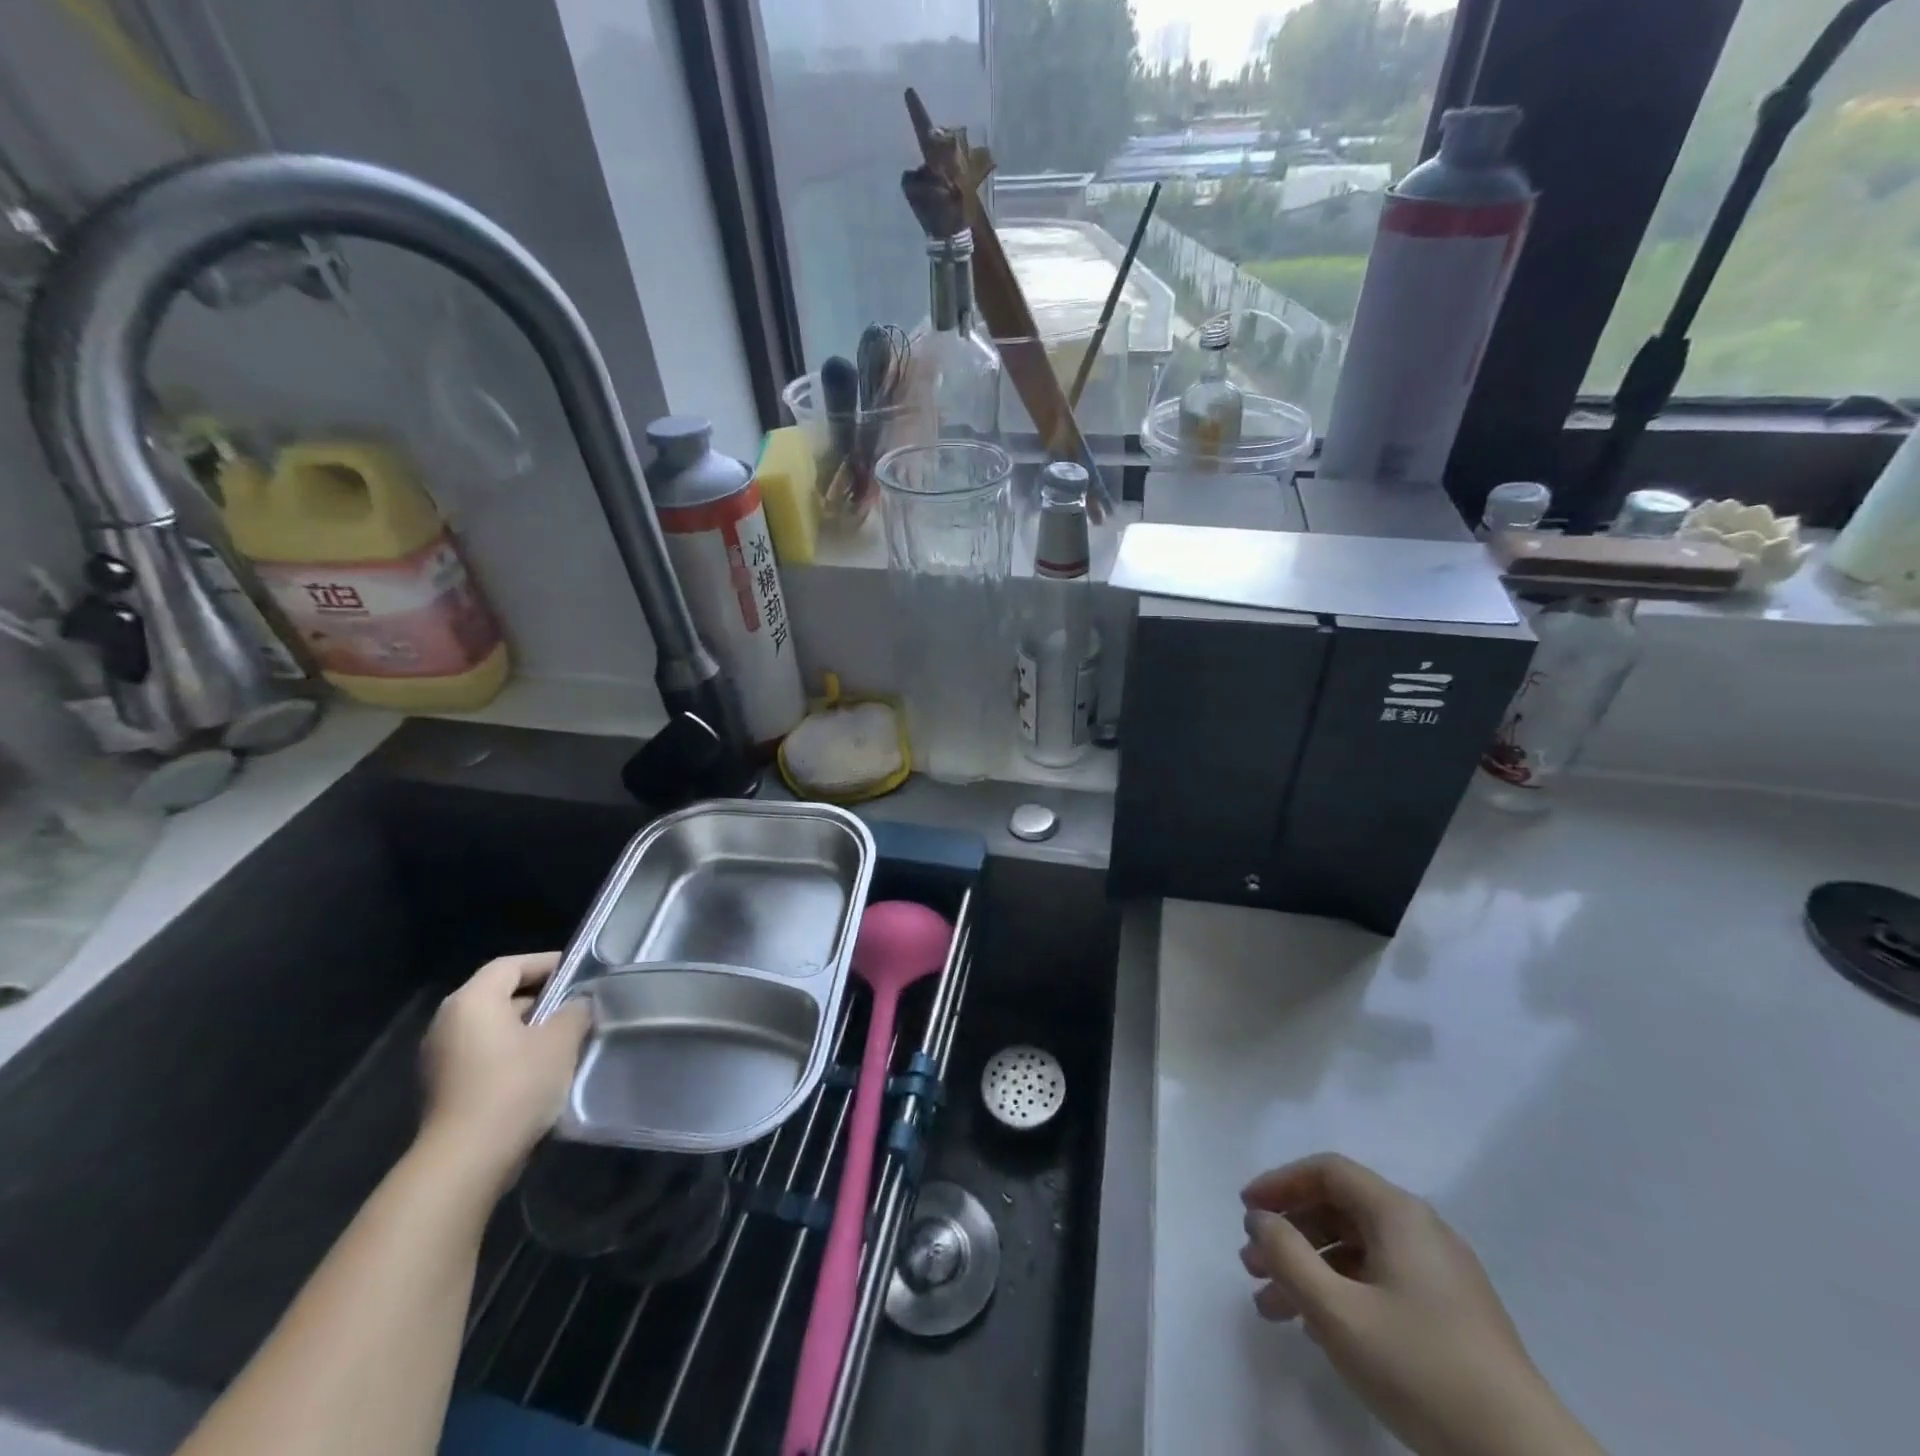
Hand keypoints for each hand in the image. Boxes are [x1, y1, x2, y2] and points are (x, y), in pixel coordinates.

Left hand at [419, 953, 589, 1192]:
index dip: (546, 963)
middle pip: (499, 995)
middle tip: (577, 1006)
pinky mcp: (443, 1088)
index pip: (511, 965)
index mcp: (472, 1001)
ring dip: (527, 1028)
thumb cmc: (515, 1086)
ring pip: (492, 1027)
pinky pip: (482, 1054)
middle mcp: (448, 1022)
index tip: (579, 972)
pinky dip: (510, 1053)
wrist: (466, 1161)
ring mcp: (440, 1058)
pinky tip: (540, 1070)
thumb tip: (579, 1003)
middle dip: (540, 998)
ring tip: (565, 1038)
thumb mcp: (560, 1041)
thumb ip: (575, 1011)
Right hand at [1241, 1154, 1601, 1455]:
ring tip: (1271, 1307)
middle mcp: (1421, 1231)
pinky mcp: (1451, 1316)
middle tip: (1252, 1266)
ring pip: (1357, 1251)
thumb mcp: (1337, 1311)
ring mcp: (1441, 1275)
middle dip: (1290, 1234)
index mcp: (1399, 1214)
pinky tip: (1318, 1328)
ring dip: (1310, 1270)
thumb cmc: (1421, 1369)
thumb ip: (1288, 1255)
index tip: (1246, 1210)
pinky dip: (1341, 1292)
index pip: (1328, 1172)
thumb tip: (1260, 1219)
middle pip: (1340, 1210)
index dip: (1280, 1183)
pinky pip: (1380, 1281)